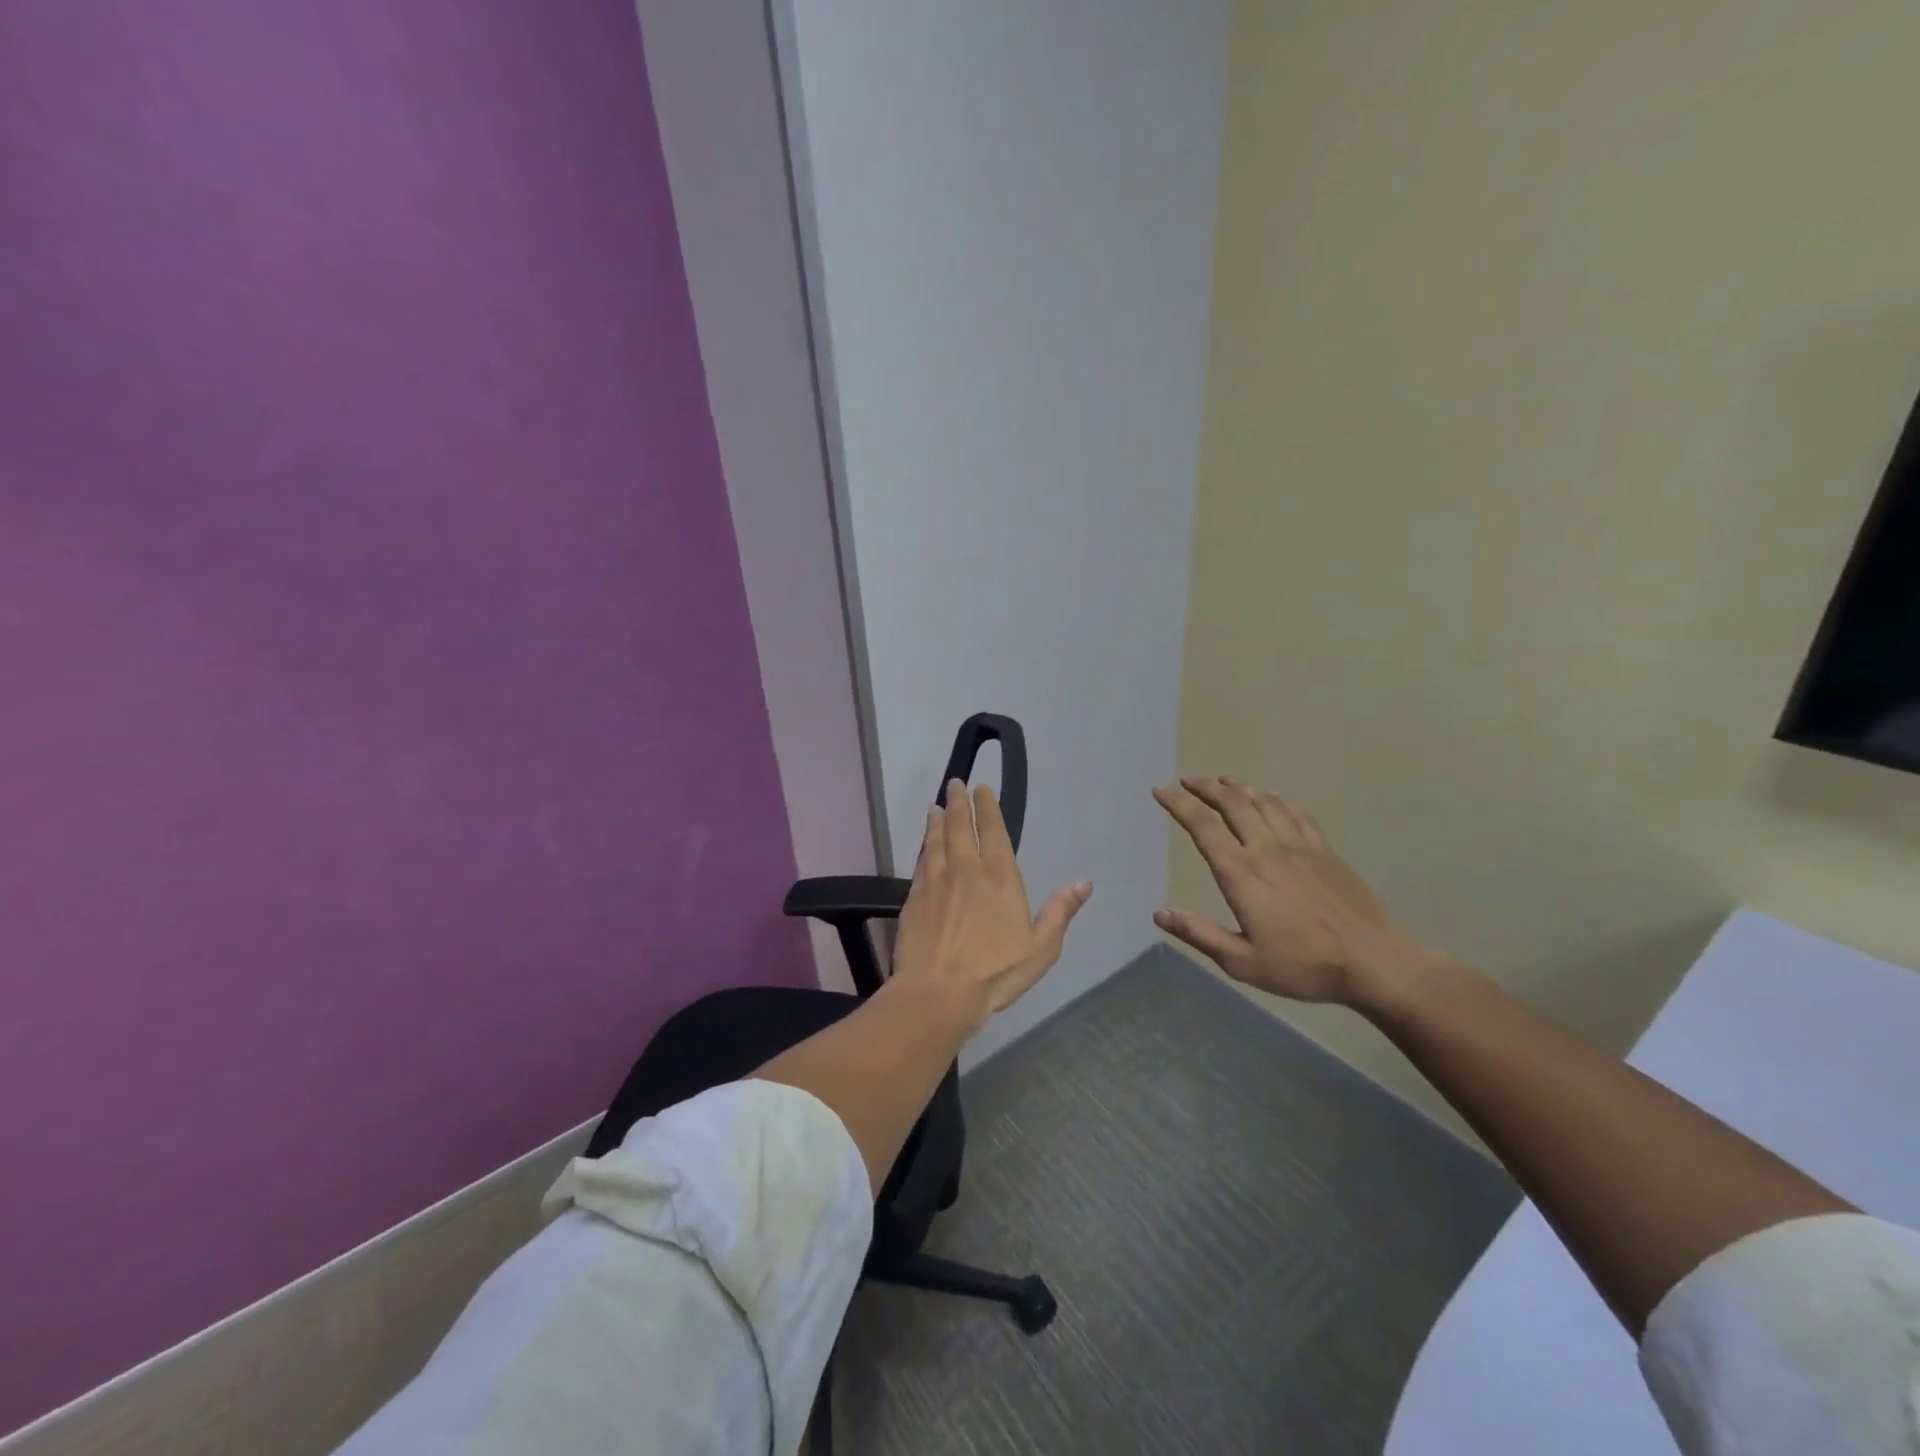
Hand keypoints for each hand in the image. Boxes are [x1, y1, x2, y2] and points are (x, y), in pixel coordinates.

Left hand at [892, 779, 1092, 1032]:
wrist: (937, 993)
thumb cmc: (995, 972)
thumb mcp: (1041, 948)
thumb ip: (1060, 912)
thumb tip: (1083, 883)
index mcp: (998, 876)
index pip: (991, 830)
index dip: (985, 806)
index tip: (980, 788)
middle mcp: (965, 869)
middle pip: (959, 826)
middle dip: (957, 802)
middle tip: (955, 783)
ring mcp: (935, 881)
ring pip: (936, 840)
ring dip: (936, 821)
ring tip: (935, 806)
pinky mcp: (914, 898)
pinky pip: (920, 862)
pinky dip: (923, 847)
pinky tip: (923, 846)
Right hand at [1153, 776, 1426, 1004]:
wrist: (1375, 962)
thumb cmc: (1304, 966)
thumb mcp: (1242, 962)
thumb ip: (1199, 934)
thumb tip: (1160, 912)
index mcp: (1241, 873)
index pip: (1202, 826)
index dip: (1178, 804)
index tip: (1160, 790)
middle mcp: (1267, 848)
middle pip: (1232, 802)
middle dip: (1205, 786)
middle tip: (1187, 780)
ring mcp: (1300, 845)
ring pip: (1263, 801)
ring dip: (1238, 786)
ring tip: (1222, 780)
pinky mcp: (1325, 850)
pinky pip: (1295, 812)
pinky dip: (1276, 798)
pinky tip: (1271, 796)